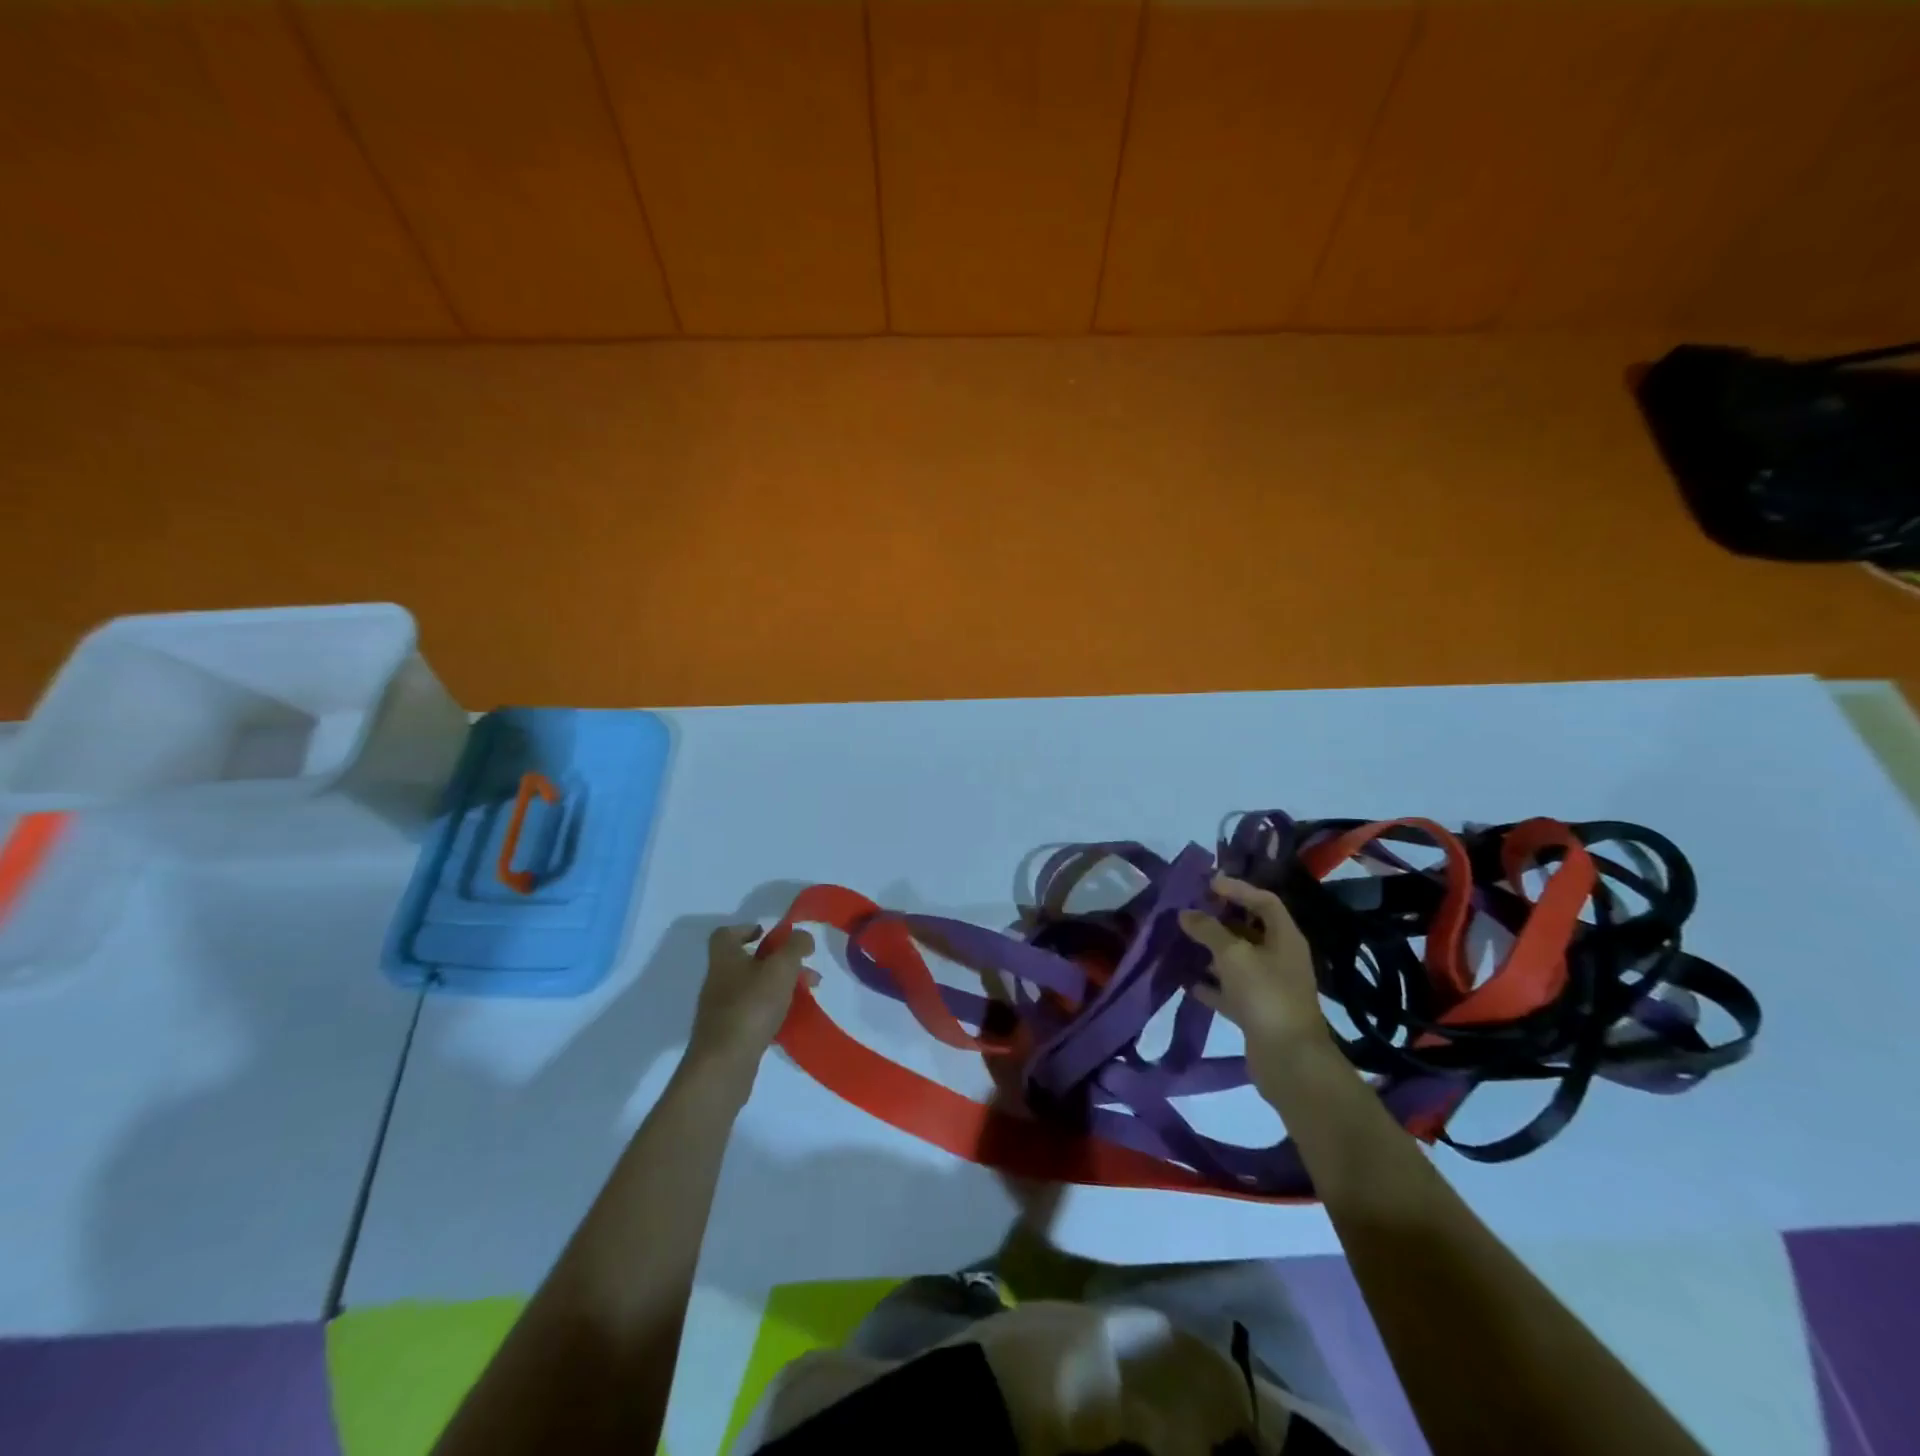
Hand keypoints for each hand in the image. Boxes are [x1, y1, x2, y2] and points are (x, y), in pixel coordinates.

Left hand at [686, 924, 816, 1080]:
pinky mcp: (728, 1036)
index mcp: (725, 959)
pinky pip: (753, 1014)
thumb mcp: (781, 968)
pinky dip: (773, 1011)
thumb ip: (795, 946)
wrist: (723, 1066)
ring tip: (808, 994)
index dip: (746, 929)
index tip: (769, 934)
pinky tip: (791, 1019)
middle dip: (779, 962)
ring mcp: (721, 1011)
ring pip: (754, 989)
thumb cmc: (751, 1007)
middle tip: (804, 968)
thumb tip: (802, 936)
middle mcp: (718, 981)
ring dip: (780, 987)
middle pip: (747, 962)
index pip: (725, 934)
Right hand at [1178, 876, 1328, 1082]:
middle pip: (1249, 929)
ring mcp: (1268, 986)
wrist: (1289, 1060)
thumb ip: (1208, 930)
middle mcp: (1279, 958)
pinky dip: (1209, 984)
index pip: (1264, 901)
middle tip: (1189, 911)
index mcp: (1285, 938)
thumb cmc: (1265, 994)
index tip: (1208, 884)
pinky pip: (1229, 990)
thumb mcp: (1233, 954)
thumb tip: (1185, 913)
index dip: (1238, 889)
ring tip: (1181, 941)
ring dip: (1210, 951)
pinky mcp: (1256, 1011)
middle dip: (1219, 919)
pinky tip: (1185, 980)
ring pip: (1236, 960)